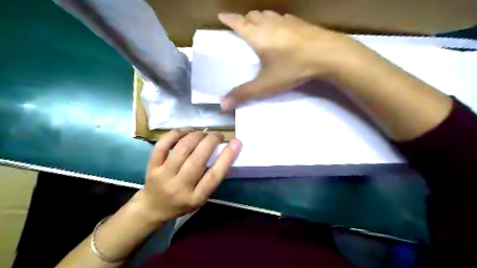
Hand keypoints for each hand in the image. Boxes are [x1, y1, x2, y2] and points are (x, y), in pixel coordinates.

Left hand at [133, 129, 241, 222]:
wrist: (152, 208)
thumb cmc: (182, 203)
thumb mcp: (201, 198)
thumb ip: (211, 179)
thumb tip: (223, 153)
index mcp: (195, 197)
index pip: (214, 175)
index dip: (227, 157)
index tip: (236, 142)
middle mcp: (179, 187)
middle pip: (198, 159)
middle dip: (211, 141)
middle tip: (218, 135)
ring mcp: (163, 176)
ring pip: (182, 149)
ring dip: (196, 136)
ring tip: (203, 133)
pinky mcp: (152, 166)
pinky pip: (163, 145)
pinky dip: (176, 134)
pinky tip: (186, 131)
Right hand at [218, 10, 363, 109]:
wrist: (327, 54)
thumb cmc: (292, 68)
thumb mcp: (266, 85)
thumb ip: (244, 94)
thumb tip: (223, 105)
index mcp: (258, 36)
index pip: (238, 23)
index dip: (228, 19)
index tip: (221, 15)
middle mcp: (270, 24)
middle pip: (252, 15)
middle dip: (244, 19)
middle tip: (241, 27)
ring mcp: (287, 21)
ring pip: (268, 14)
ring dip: (259, 18)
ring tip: (258, 26)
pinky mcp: (300, 23)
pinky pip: (282, 17)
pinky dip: (276, 20)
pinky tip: (281, 28)